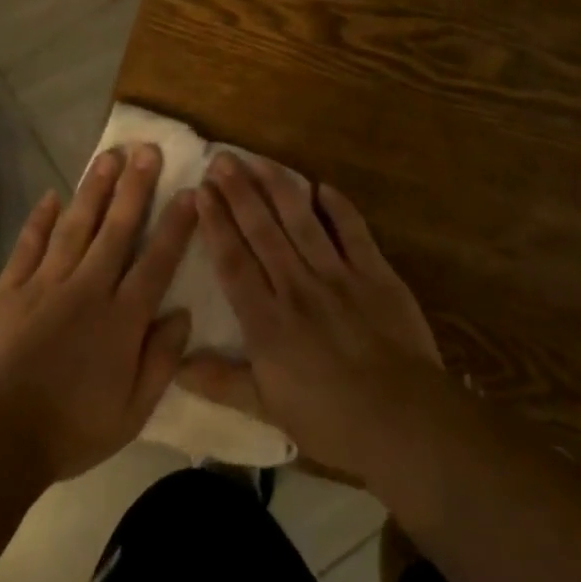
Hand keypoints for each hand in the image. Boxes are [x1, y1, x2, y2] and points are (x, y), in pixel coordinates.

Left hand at [0, 144, 195, 482]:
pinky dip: (40, 219)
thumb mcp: (133, 412)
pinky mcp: (10, 289)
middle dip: (134, 187)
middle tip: (147, 150)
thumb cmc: (72, 429)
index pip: (157, 261)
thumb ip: (162, 360)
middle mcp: (88, 288)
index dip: (176, 226)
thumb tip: (182, 313)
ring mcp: (46, 283)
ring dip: (93, 190)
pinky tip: (51, 195)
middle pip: (117, 229)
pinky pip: (29, 245)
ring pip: (76, 226)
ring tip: (108, 157)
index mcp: (122, 318)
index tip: (190, 191)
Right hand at [178, 153, 444, 478]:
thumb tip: (176, 367)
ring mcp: (338, 276)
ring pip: (301, 221)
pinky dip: (338, 207)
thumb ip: (222, 382)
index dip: (215, 224)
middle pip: (262, 231)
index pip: (233, 261)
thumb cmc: (332, 422)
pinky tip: (322, 186)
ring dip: (277, 187)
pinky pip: (353, 231)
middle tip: (222, 159)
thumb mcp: (269, 410)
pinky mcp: (375, 273)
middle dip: (239, 192)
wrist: (404, 421)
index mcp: (267, 322)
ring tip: (258, 160)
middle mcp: (296, 288)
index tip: (201, 191)